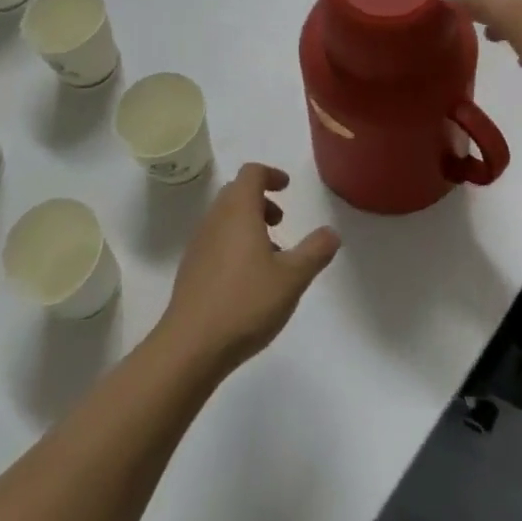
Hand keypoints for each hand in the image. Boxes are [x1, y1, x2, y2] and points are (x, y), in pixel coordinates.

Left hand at [157, 163, 339, 378]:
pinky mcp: (190, 270)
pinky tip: (248, 280)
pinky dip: (233, 244)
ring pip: (225, 218)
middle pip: (236, 193)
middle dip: (260, 200)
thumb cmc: (245, 303)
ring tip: (270, 256)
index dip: (271, 174)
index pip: (251, 173)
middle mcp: (215, 220)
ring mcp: (198, 245)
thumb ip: (315, 251)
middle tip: (280, 221)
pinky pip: (215, 241)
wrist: (190, 347)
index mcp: (238, 211)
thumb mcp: (292, 278)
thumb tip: (331, 233)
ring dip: (248, 224)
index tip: (287, 187)